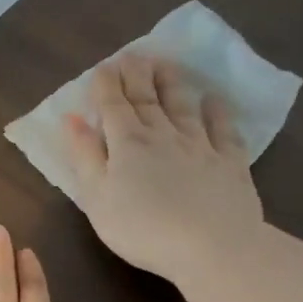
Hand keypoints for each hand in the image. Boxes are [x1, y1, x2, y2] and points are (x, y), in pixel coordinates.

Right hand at [64, 55, 265, 290]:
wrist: (212, 247)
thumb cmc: (143, 228)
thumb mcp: (97, 198)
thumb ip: (84, 156)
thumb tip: (72, 119)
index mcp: (127, 143)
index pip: (113, 105)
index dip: (106, 84)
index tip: (103, 66)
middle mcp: (163, 135)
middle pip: (147, 98)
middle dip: (136, 74)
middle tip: (132, 54)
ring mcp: (200, 145)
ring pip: (183, 105)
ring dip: (172, 83)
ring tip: (166, 64)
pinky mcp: (230, 162)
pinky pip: (223, 128)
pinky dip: (217, 111)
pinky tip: (213, 99)